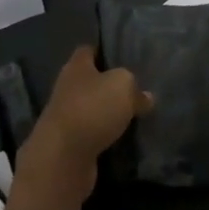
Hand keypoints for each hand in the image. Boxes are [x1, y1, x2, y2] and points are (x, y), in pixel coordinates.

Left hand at [18, 46, 152, 199]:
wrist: (63, 159)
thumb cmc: (92, 109)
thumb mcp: (123, 87)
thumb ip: (135, 88)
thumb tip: (145, 97)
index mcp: (76, 66)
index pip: (89, 50)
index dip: (105, 51)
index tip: (124, 57)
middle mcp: (67, 88)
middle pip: (90, 81)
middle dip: (109, 86)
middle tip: (135, 89)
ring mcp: (66, 118)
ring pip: (91, 109)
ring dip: (107, 114)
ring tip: (133, 116)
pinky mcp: (69, 145)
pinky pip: (91, 134)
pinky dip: (104, 137)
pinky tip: (122, 140)